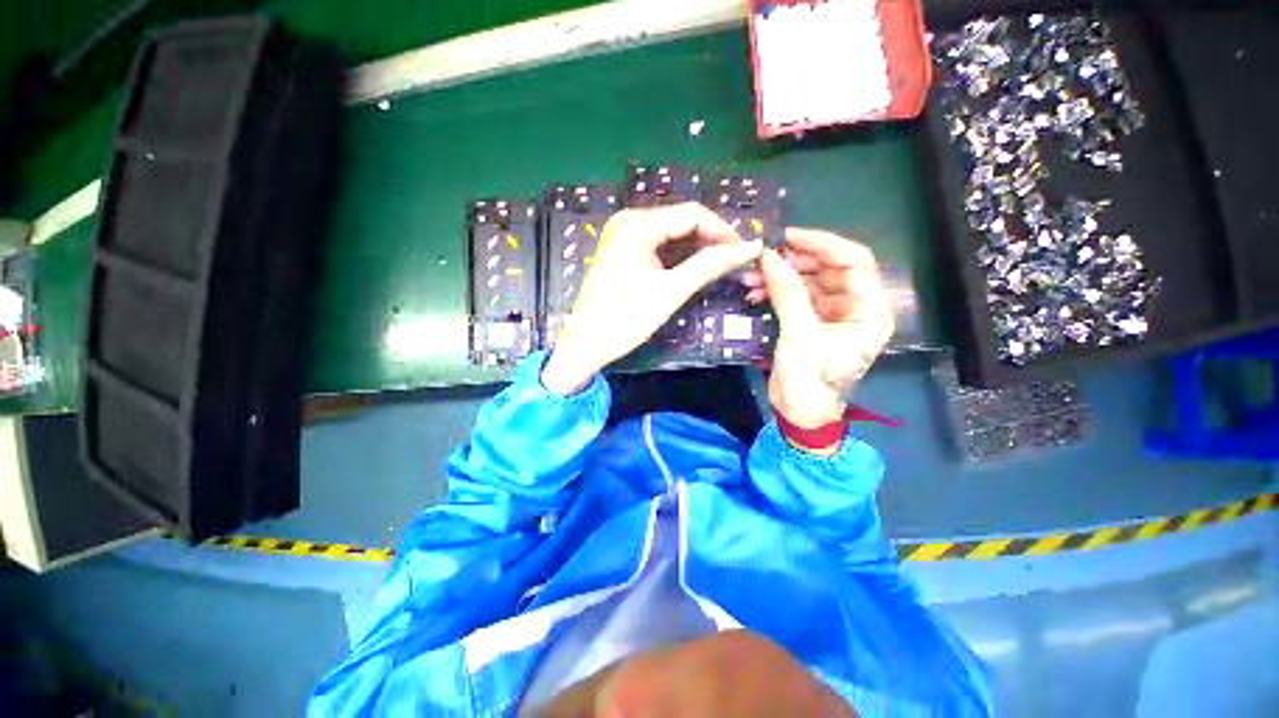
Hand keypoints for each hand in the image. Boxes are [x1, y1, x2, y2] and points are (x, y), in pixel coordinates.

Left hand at [541, 203, 762, 393]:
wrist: (585, 344)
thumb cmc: (625, 319)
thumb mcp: (671, 291)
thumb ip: (710, 265)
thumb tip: (752, 247)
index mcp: (637, 224)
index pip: (692, 214)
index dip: (723, 230)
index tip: (747, 251)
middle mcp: (629, 220)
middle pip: (681, 221)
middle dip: (711, 240)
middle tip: (735, 262)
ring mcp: (623, 235)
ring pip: (671, 233)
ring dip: (696, 248)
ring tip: (720, 267)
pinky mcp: (622, 250)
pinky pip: (657, 245)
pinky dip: (678, 256)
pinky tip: (693, 268)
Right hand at [743, 228, 893, 428]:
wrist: (800, 413)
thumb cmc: (811, 381)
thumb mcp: (800, 335)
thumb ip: (787, 292)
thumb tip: (768, 256)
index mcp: (869, 310)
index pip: (855, 261)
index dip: (823, 244)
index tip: (788, 237)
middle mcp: (856, 307)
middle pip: (829, 268)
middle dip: (794, 261)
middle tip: (763, 257)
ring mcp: (833, 314)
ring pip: (809, 281)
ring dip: (780, 276)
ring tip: (751, 277)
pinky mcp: (812, 321)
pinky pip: (796, 296)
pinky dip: (776, 291)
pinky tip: (755, 292)